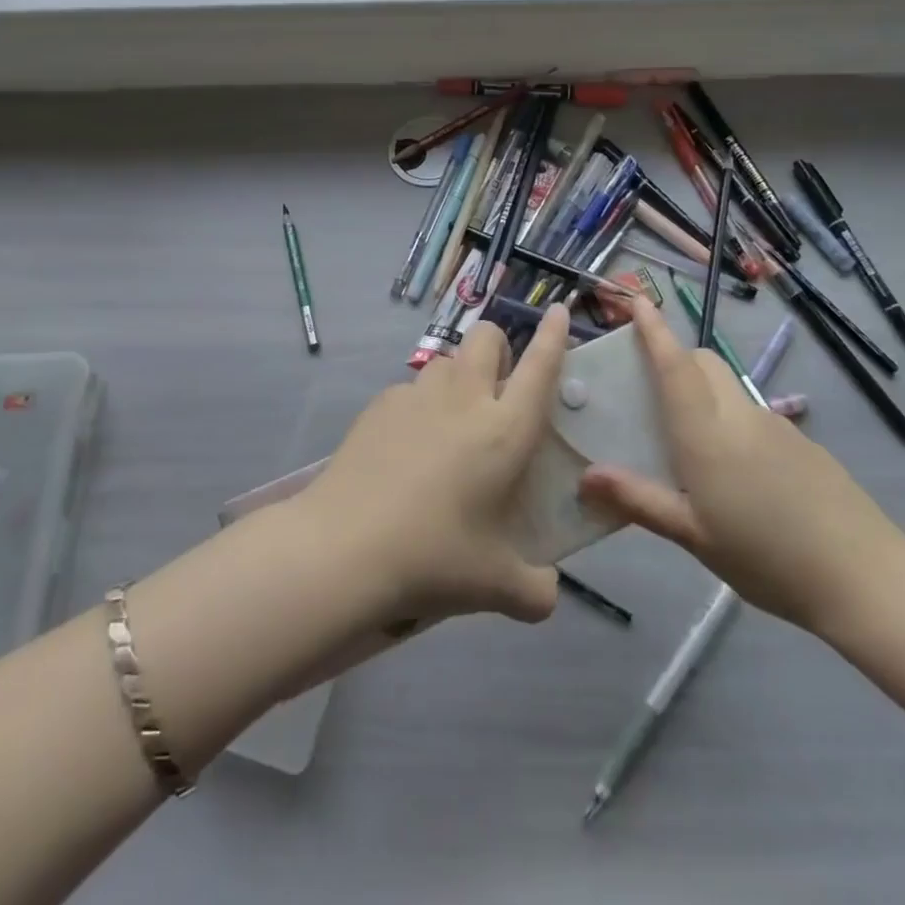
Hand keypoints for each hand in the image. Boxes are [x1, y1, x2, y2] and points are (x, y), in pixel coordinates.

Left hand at [296, 309, 568, 625]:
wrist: (343, 549)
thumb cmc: (433, 558)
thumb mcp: (496, 586)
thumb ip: (535, 590)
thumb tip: (546, 594)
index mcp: (504, 429)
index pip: (539, 366)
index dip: (555, 335)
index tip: (560, 311)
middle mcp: (464, 399)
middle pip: (486, 337)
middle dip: (499, 347)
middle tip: (497, 389)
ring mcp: (415, 396)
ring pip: (445, 360)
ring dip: (458, 377)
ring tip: (451, 424)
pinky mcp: (378, 406)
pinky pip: (409, 390)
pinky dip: (419, 406)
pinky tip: (406, 450)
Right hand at [578, 298, 904, 636]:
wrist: (863, 575)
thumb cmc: (765, 557)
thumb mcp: (693, 536)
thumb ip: (639, 499)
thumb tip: (586, 476)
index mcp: (706, 434)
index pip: (675, 366)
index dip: (655, 331)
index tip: (638, 301)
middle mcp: (739, 416)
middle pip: (704, 363)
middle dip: (676, 358)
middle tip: (651, 392)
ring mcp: (775, 425)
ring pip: (729, 387)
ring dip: (703, 392)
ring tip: (689, 444)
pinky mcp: (801, 442)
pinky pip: (753, 414)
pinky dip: (731, 420)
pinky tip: (736, 474)